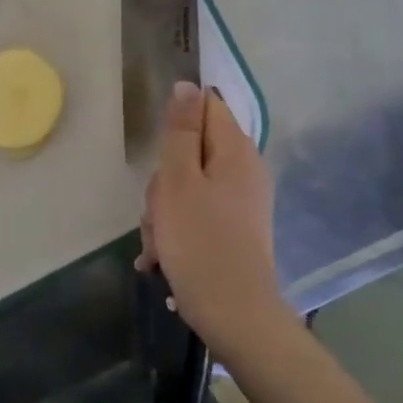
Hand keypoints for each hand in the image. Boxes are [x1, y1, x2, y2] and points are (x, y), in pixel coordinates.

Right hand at [139, 82, 294, 362]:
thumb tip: (188, 85)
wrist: (236, 317)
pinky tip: (161, 260)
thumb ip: (182, 130)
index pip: (206, 107)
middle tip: (158, 210)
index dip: (177, 123)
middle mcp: (244, 171)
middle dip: (164, 179)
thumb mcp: (178, 180)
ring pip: (187, 186)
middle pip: (191, 151)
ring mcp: (241, 202)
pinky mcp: (234, 230)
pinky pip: (197, 214)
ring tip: (158, 244)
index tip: (161, 154)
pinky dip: (176, 231)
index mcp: (236, 151)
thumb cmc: (200, 243)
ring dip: (164, 211)